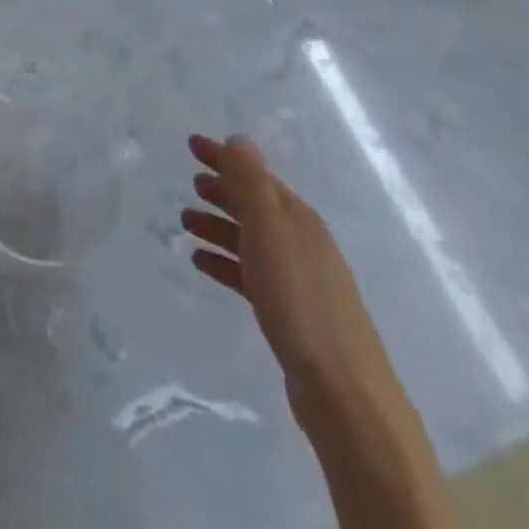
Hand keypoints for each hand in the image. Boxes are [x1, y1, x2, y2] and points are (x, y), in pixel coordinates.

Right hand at [183, 134, 399, 422]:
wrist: (342, 391)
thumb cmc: (300, 302)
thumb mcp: (271, 233)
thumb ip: (253, 185)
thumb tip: (239, 138)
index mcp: (299, 220)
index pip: (257, 176)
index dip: (224, 158)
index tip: (191, 144)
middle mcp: (301, 242)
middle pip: (255, 205)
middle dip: (223, 190)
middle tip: (190, 184)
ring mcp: (297, 278)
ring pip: (250, 238)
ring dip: (218, 225)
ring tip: (185, 223)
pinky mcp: (289, 310)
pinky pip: (248, 272)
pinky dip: (224, 261)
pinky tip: (201, 263)